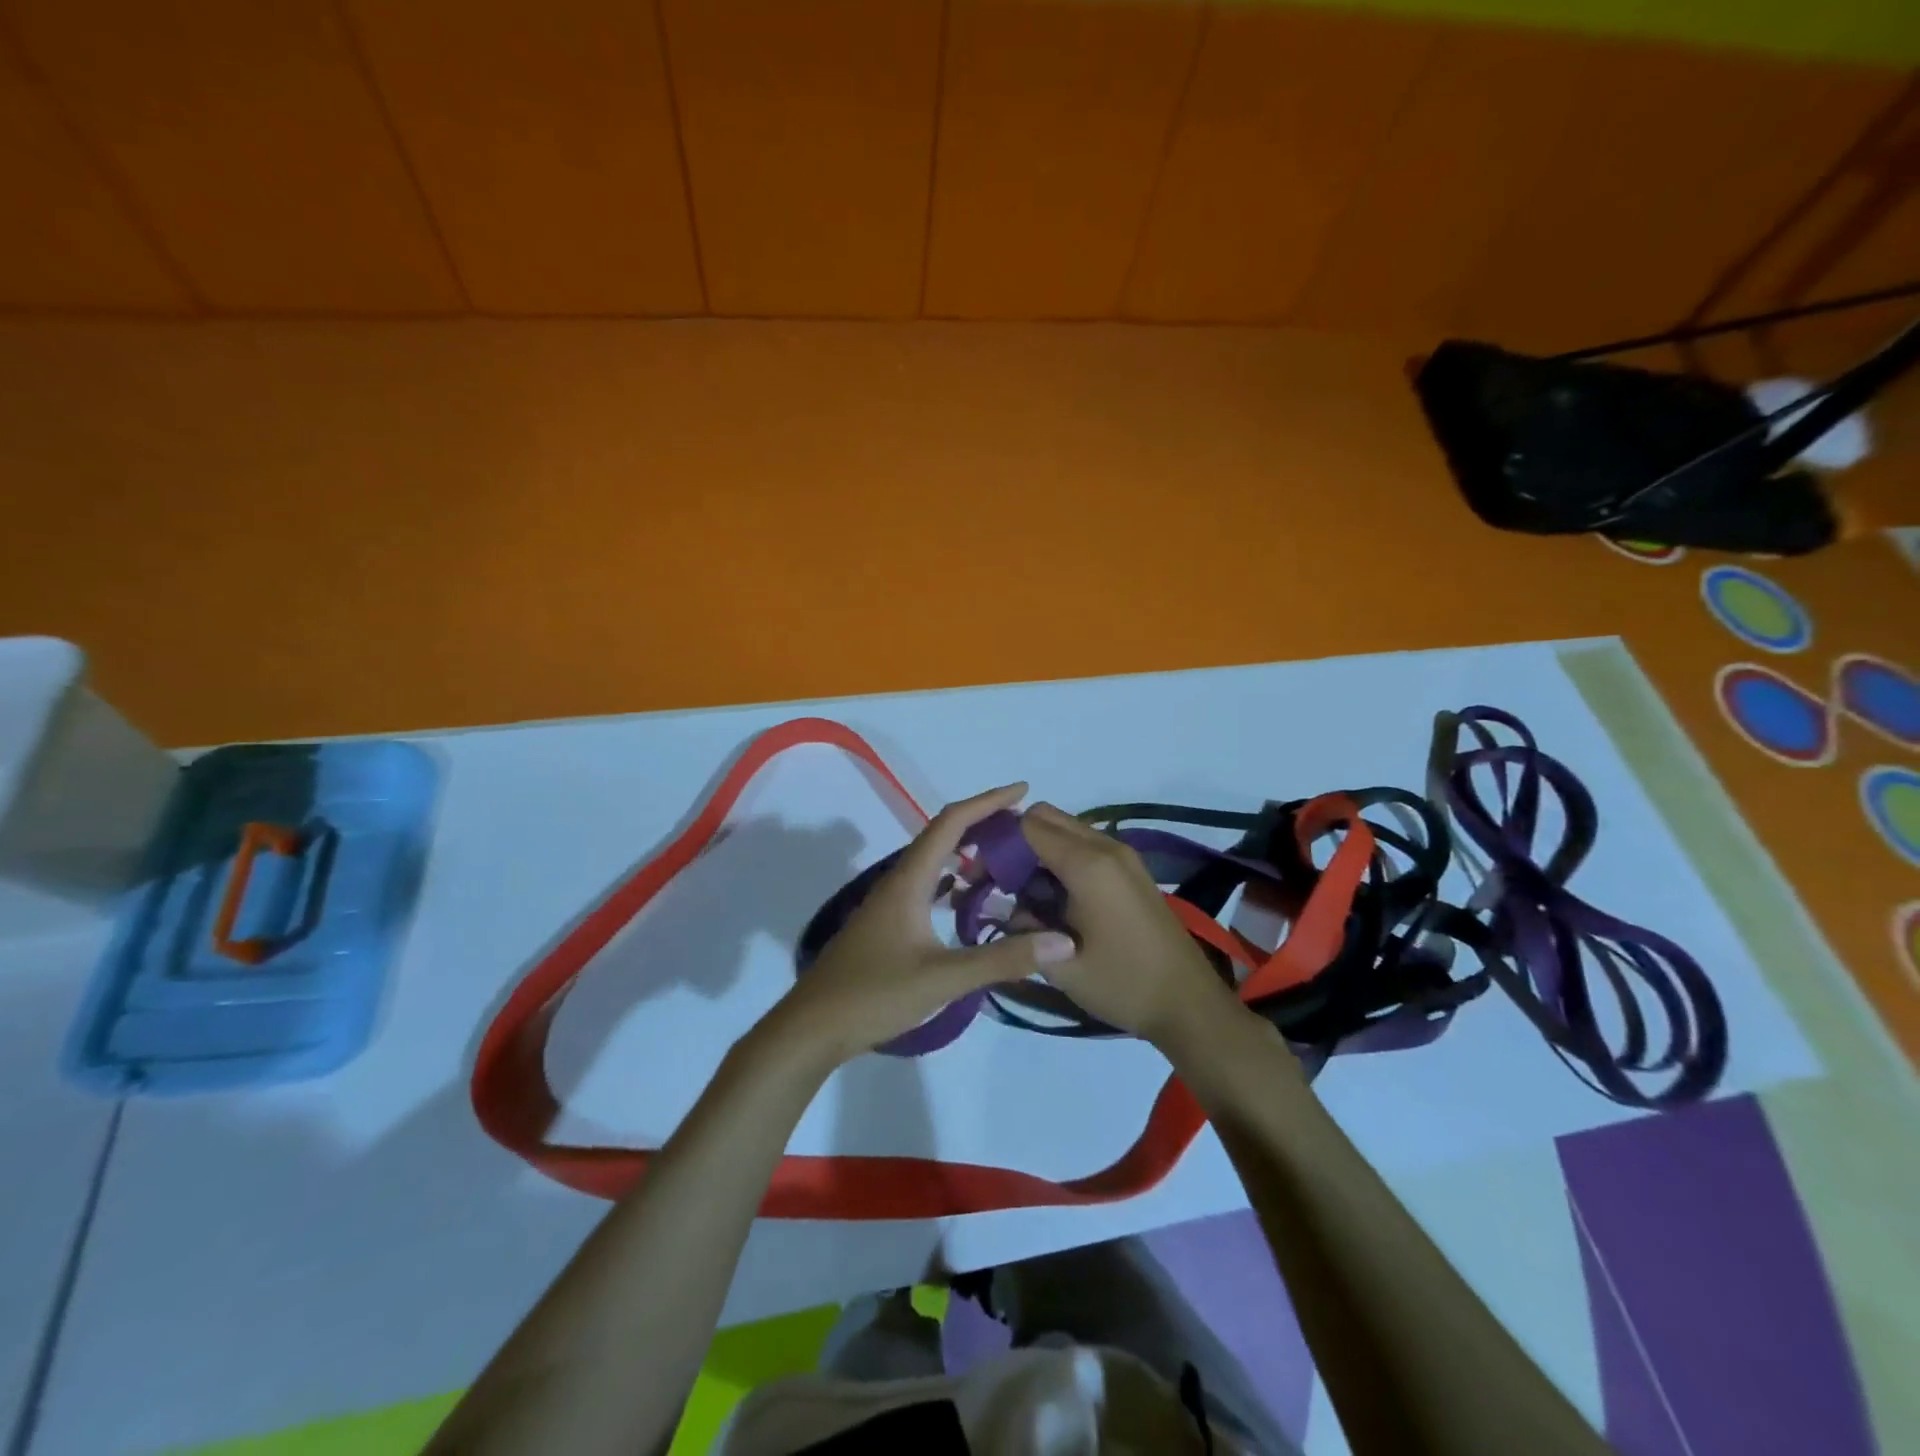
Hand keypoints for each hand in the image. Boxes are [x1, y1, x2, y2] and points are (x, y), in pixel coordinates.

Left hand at [762, 784, 1076, 1068]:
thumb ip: (1003, 959)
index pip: (952, 823)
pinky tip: (970, 902)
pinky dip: (953, 883)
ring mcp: (891, 903)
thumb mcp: (944, 979)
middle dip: (983, 824)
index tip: (1023, 791)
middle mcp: (899, 881)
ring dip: (968, 853)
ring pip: (934, 863)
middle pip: (943, 836)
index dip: (987, 802)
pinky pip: (927, 888)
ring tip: (1006, 860)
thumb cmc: (875, 994)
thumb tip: (1063, 941)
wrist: (813, 1027)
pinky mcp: (888, 924)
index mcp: (910, 880)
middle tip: (1024, 828)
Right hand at [1018, 802, 1246, 1049]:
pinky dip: (1064, 859)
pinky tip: (1061, 902)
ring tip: (1033, 897)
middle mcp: (1106, 846)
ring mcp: (1123, 855)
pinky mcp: (1132, 869)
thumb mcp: (1060, 965)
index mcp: (1087, 864)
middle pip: (1047, 817)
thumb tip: (1011, 907)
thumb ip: (1023, 927)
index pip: (1028, 825)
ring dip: (1043, 851)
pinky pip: (1087, 845)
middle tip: (1005, 883)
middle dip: (1019, 842)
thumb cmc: (1122, 984)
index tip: (986, 875)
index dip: (1000, 843)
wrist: (1188, 1003)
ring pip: (1067, 830)